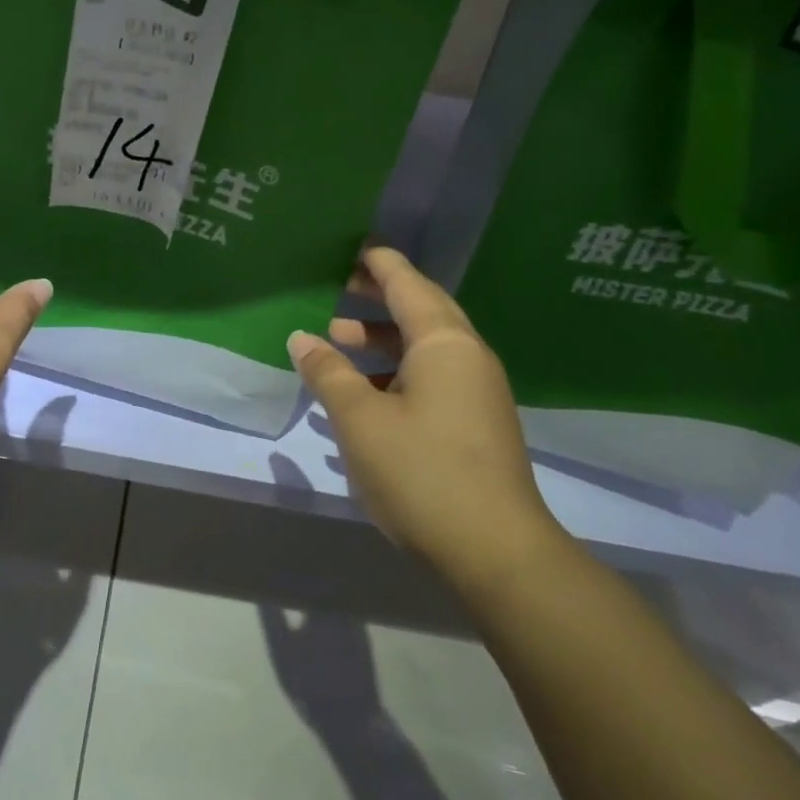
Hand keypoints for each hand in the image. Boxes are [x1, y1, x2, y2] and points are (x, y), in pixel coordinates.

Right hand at [287, 246, 565, 589]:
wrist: (497, 553)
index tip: (356, 246)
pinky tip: (365, 392)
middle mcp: (468, 358)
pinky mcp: (477, 423)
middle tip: (340, 286)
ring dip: (384, 339)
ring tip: (339, 340)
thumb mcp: (360, 420)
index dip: (380, 264)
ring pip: (426, 347)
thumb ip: (329, 373)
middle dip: (380, 297)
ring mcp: (478, 392)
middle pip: (422, 310)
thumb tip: (302, 338)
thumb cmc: (422, 473)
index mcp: (444, 344)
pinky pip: (433, 376)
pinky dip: (397, 370)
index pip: (408, 286)